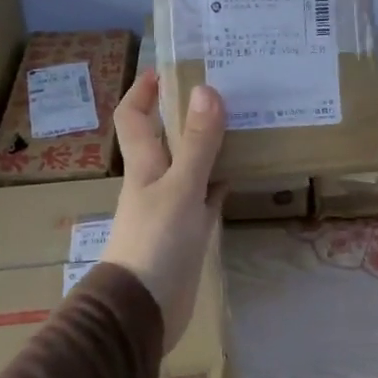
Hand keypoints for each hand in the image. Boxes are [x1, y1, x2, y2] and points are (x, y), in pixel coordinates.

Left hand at [104, 70, 228, 353]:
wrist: (143, 311)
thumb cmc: (155, 243)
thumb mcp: (180, 188)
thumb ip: (196, 143)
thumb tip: (206, 89)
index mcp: (144, 164)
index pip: (134, 115)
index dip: (145, 89)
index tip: (171, 66)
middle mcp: (155, 179)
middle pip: (166, 136)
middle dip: (186, 111)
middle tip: (224, 87)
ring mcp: (172, 207)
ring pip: (190, 164)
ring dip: (209, 144)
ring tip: (243, 120)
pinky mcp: (188, 232)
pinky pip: (206, 196)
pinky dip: (221, 181)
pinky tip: (243, 171)